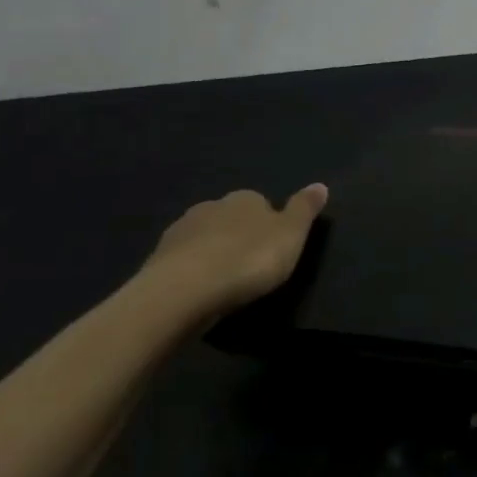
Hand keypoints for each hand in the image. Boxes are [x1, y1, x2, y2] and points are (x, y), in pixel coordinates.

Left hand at [134, 184, 328, 320]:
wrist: (183, 292)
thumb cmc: (247, 259)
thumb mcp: (291, 235)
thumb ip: (304, 209)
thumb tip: (320, 184)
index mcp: (245, 198)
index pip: (261, 203)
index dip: (269, 224)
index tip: (274, 249)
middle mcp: (211, 206)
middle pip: (230, 219)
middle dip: (238, 237)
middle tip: (249, 267)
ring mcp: (180, 232)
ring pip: (203, 239)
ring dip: (212, 253)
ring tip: (223, 282)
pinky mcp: (156, 260)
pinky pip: (182, 262)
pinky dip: (191, 272)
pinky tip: (199, 292)